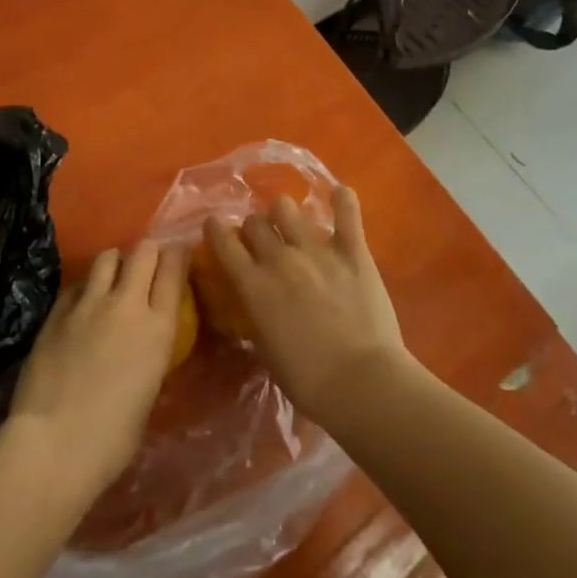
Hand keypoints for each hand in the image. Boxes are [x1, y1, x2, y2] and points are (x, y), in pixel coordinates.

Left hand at [4, 240, 185, 507]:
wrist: (53, 444)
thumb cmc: (112, 438)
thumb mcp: (149, 392)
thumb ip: (150, 355)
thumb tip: (143, 345)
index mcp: (158, 328)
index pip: (174, 269)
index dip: (178, 257)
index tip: (179, 257)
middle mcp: (126, 304)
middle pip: (143, 251)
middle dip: (148, 253)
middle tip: (146, 267)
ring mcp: (88, 304)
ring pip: (107, 257)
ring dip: (115, 263)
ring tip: (114, 278)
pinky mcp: (57, 312)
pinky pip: (77, 284)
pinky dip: (85, 287)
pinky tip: (83, 304)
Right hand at [202, 186, 410, 429]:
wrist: (361, 382)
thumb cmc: (308, 381)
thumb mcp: (266, 349)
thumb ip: (258, 316)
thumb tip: (256, 302)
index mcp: (254, 286)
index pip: (223, 242)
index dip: (216, 230)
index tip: (215, 226)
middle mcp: (280, 259)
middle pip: (255, 222)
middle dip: (255, 228)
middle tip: (264, 240)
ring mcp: (317, 251)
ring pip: (287, 208)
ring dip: (286, 213)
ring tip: (294, 223)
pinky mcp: (353, 251)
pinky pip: (346, 212)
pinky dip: (342, 200)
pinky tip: (340, 195)